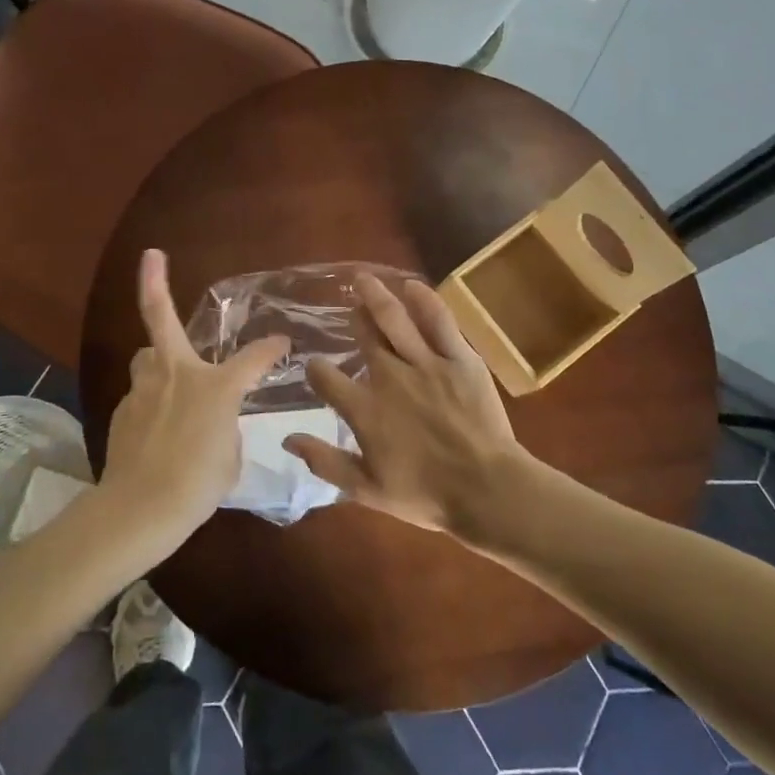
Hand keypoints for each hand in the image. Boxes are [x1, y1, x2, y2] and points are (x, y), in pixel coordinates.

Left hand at [99, 250, 288, 547]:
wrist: (140, 509)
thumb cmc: (198, 484)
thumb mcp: (230, 456)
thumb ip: (226, 428)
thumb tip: (213, 422)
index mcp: (215, 386)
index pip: (254, 358)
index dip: (271, 349)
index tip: (282, 343)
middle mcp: (176, 374)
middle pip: (160, 317)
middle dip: (153, 283)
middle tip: (151, 256)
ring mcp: (143, 389)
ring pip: (146, 356)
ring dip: (157, 357)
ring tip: (167, 372)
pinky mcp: (123, 410)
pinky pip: (141, 393)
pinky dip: (151, 400)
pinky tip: (156, 428)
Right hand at [284, 271, 529, 535]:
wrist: (486, 489)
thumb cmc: (426, 495)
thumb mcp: (366, 490)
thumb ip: (326, 462)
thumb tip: (288, 438)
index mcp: (365, 410)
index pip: (327, 379)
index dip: (317, 370)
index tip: (316, 368)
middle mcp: (390, 377)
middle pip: (364, 338)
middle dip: (353, 319)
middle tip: (349, 307)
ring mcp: (426, 363)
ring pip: (395, 319)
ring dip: (376, 296)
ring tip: (364, 279)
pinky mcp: (459, 357)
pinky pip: (439, 321)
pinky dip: (424, 299)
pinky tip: (412, 284)